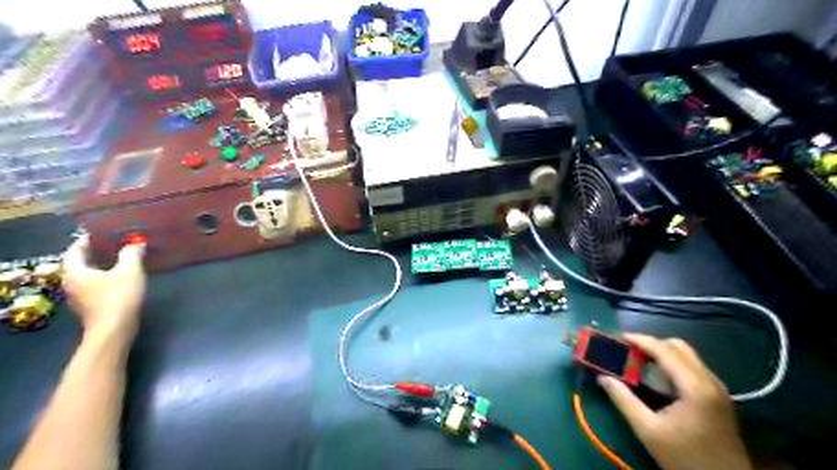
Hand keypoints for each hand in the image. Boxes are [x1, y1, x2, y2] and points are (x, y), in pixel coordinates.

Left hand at [60, 236, 145, 347]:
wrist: (114, 329)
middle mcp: (71, 282)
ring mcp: (79, 295)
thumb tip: (136, 243)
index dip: (87, 239)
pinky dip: (104, 276)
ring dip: (100, 265)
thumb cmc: (119, 296)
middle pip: (79, 262)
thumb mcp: (130, 271)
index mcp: (75, 271)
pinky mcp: (89, 305)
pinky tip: (120, 277)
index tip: (101, 232)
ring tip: (119, 258)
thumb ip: (132, 254)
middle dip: (95, 252)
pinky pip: (94, 284)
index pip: (75, 249)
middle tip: (113, 243)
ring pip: (87, 274)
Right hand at [603, 334, 751, 469]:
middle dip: (651, 344)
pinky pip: (693, 367)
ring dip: (662, 352)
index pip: (665, 350)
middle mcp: (710, 381)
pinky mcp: (718, 397)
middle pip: (678, 347)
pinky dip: (673, 363)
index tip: (618, 337)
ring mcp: (717, 388)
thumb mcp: (648, 430)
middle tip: (628, 350)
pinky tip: (657, 376)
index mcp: (694, 387)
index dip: (640, 340)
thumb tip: (602, 377)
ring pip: (687, 355)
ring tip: (638, 360)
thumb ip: (623, 400)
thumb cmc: (685, 458)